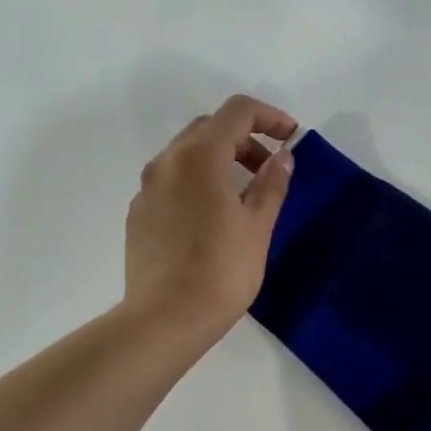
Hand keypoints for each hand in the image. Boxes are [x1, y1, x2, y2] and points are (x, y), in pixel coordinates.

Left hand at [124, 96, 296, 340]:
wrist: (165, 318)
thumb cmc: (221, 271)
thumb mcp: (257, 226)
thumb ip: (272, 184)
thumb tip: (282, 157)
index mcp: (200, 157)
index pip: (237, 111)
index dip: (270, 116)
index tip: (291, 138)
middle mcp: (167, 162)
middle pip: (209, 128)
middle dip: (244, 138)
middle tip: (269, 169)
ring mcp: (147, 188)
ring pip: (187, 154)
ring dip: (219, 160)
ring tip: (243, 195)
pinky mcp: (139, 213)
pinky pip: (171, 181)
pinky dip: (197, 182)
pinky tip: (211, 218)